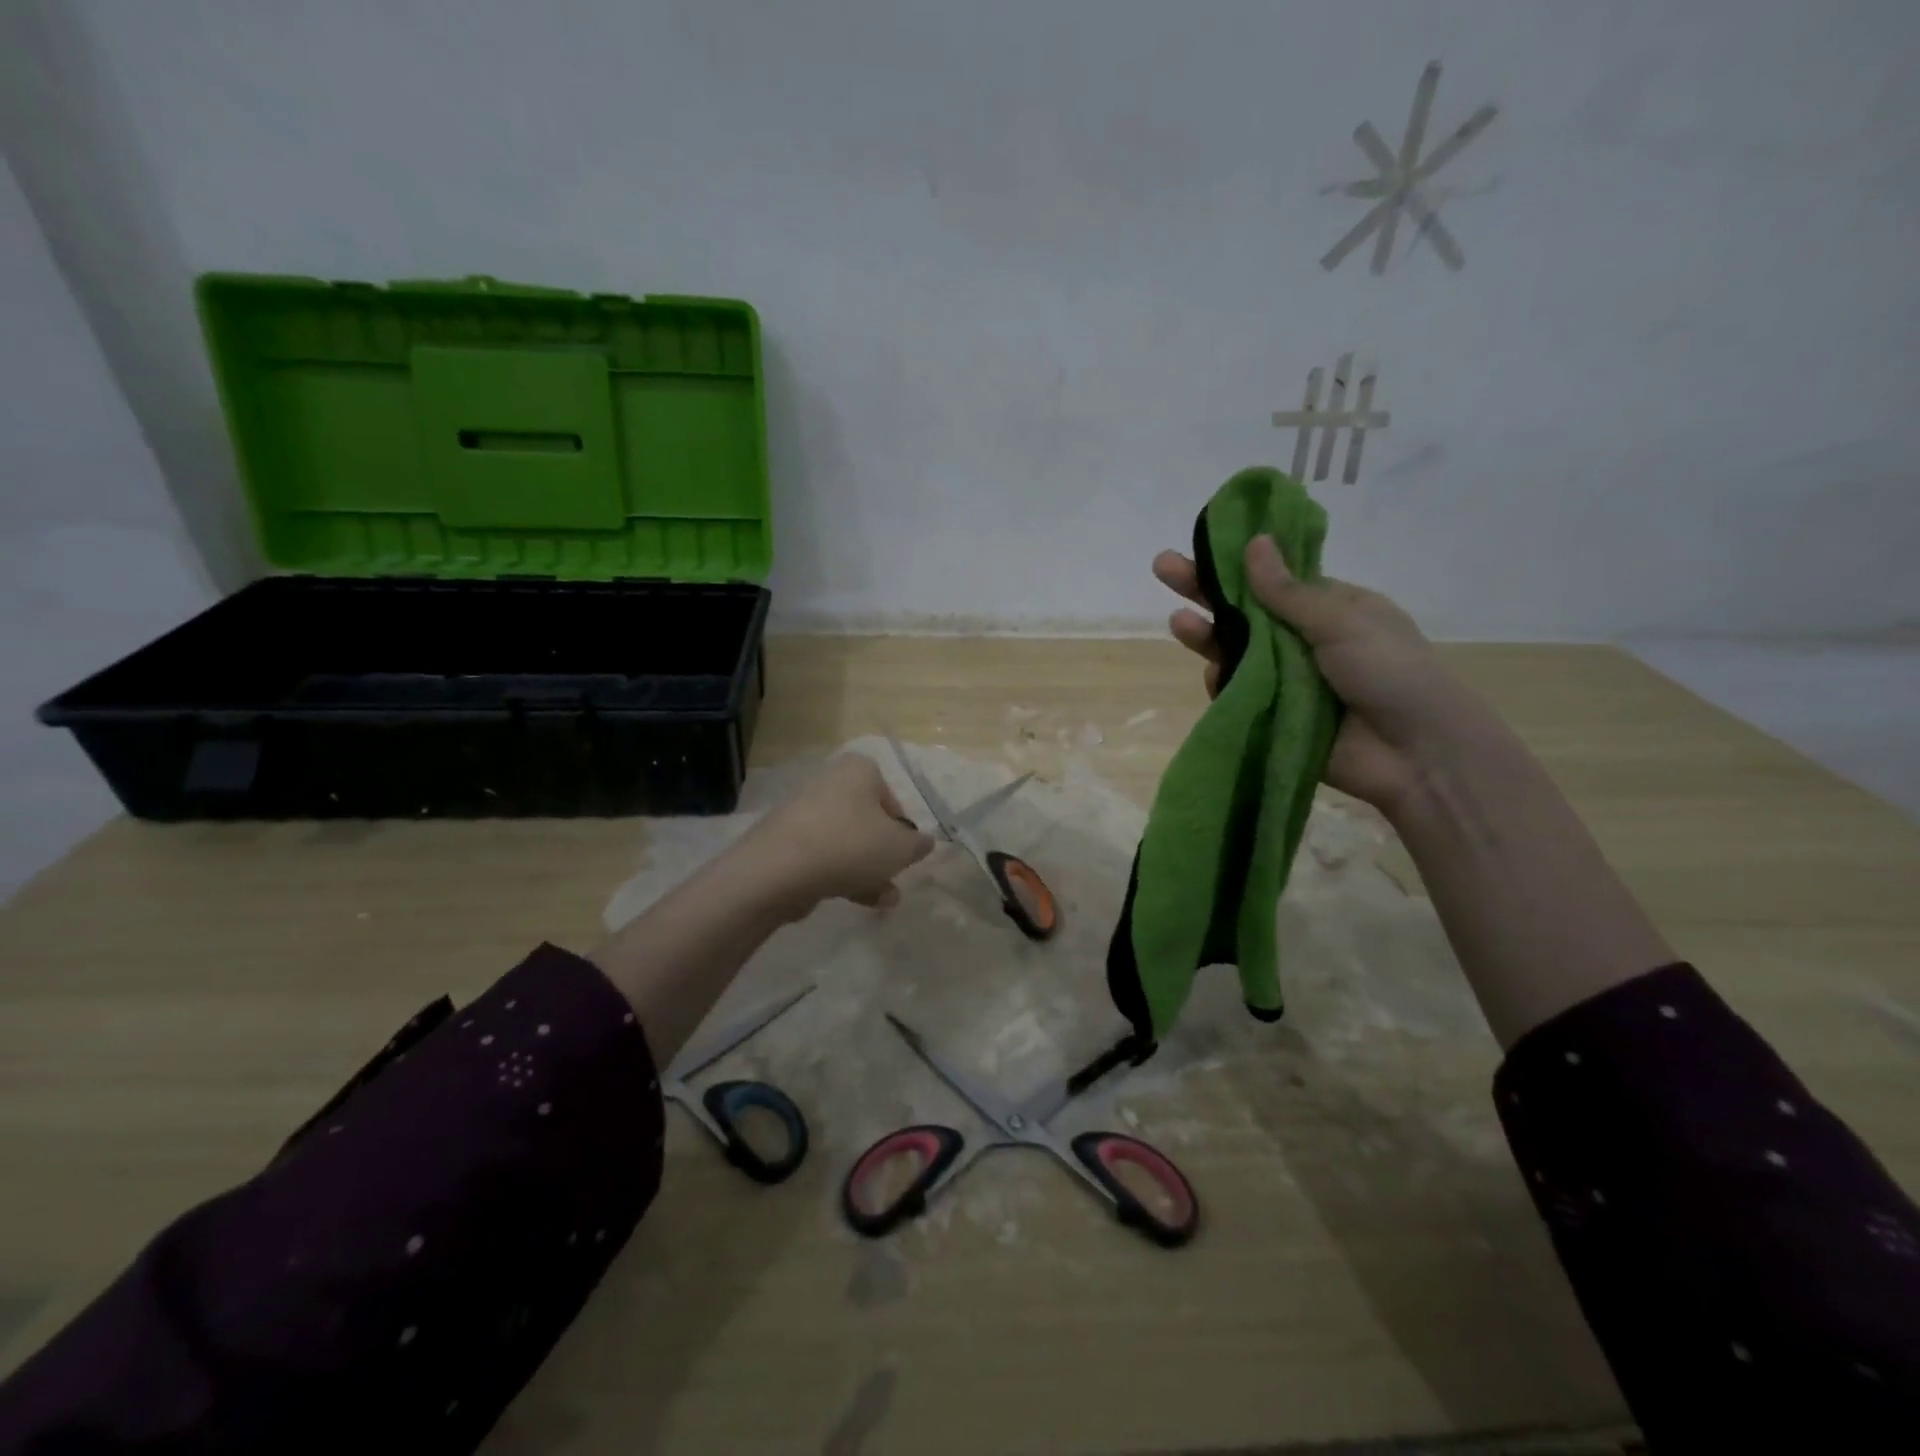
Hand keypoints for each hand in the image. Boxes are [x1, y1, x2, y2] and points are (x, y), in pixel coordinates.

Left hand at [738, 754, 934, 914]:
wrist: (778, 869)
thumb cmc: (850, 845)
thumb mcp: (900, 848)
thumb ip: (918, 845)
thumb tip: (923, 842)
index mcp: (858, 770)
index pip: (891, 798)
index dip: (903, 830)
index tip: (905, 854)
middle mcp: (829, 782)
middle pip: (867, 820)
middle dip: (883, 853)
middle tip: (893, 877)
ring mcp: (802, 811)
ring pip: (846, 841)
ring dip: (866, 870)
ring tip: (883, 900)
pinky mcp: (784, 840)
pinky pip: (821, 855)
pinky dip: (839, 874)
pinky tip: (853, 900)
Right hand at [1152, 538, 1491, 812]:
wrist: (1416, 754)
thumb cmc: (1391, 672)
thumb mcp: (1343, 622)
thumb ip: (1288, 592)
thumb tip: (1254, 542)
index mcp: (1329, 608)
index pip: (1273, 579)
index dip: (1237, 562)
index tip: (1203, 542)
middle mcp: (1303, 640)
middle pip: (1245, 611)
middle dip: (1206, 591)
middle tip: (1163, 567)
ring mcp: (1286, 678)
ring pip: (1235, 652)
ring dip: (1207, 636)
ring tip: (1178, 623)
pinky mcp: (1273, 714)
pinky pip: (1238, 694)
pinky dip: (1222, 684)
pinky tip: (1212, 675)